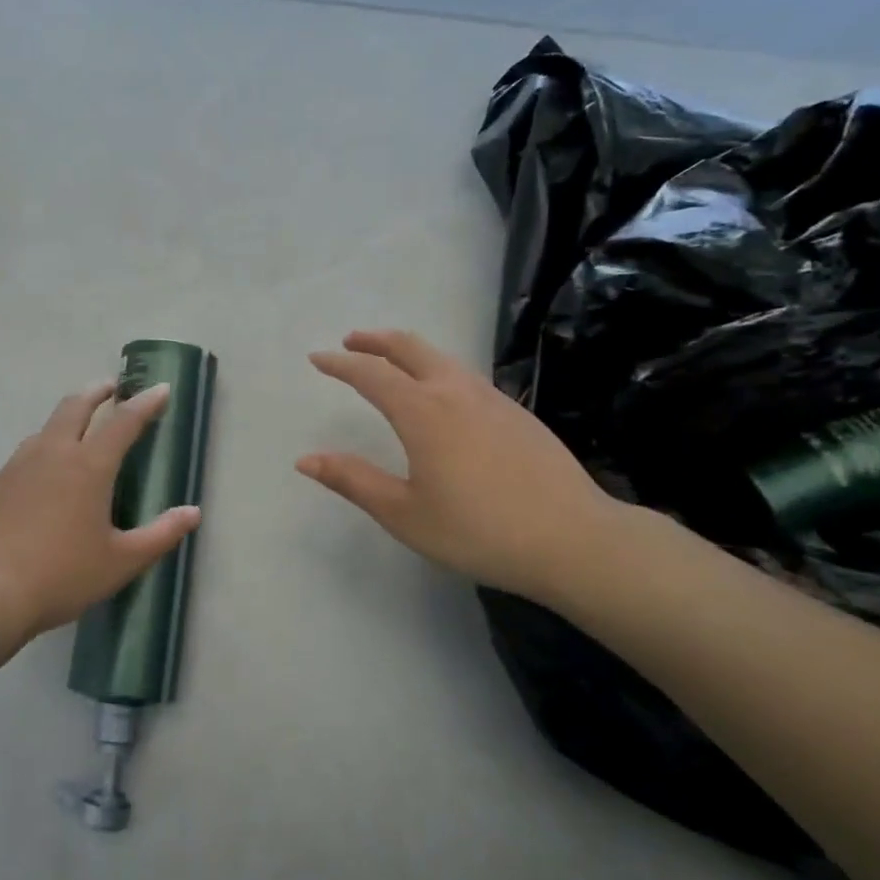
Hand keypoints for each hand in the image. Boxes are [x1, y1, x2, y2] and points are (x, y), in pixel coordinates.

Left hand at [0, 380, 201, 646]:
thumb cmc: (62, 575)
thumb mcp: (121, 561)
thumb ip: (161, 534)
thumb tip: (193, 512)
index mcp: (89, 466)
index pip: (124, 421)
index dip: (145, 403)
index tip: (160, 388)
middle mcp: (53, 453)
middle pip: (76, 406)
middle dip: (97, 392)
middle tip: (112, 388)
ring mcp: (17, 466)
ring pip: (46, 427)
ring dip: (67, 417)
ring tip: (78, 427)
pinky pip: (24, 455)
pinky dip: (42, 449)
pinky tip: (42, 474)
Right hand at [298, 330, 623, 603]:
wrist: (573, 539)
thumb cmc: (478, 530)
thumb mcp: (404, 513)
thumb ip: (353, 481)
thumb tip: (306, 459)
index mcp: (422, 412)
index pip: (371, 374)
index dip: (340, 364)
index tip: (318, 358)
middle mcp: (455, 392)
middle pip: (410, 347)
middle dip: (376, 340)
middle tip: (352, 341)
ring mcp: (491, 398)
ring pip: (442, 358)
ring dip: (409, 351)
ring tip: (392, 362)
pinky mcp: (517, 413)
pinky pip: (466, 375)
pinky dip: (438, 369)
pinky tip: (443, 395)